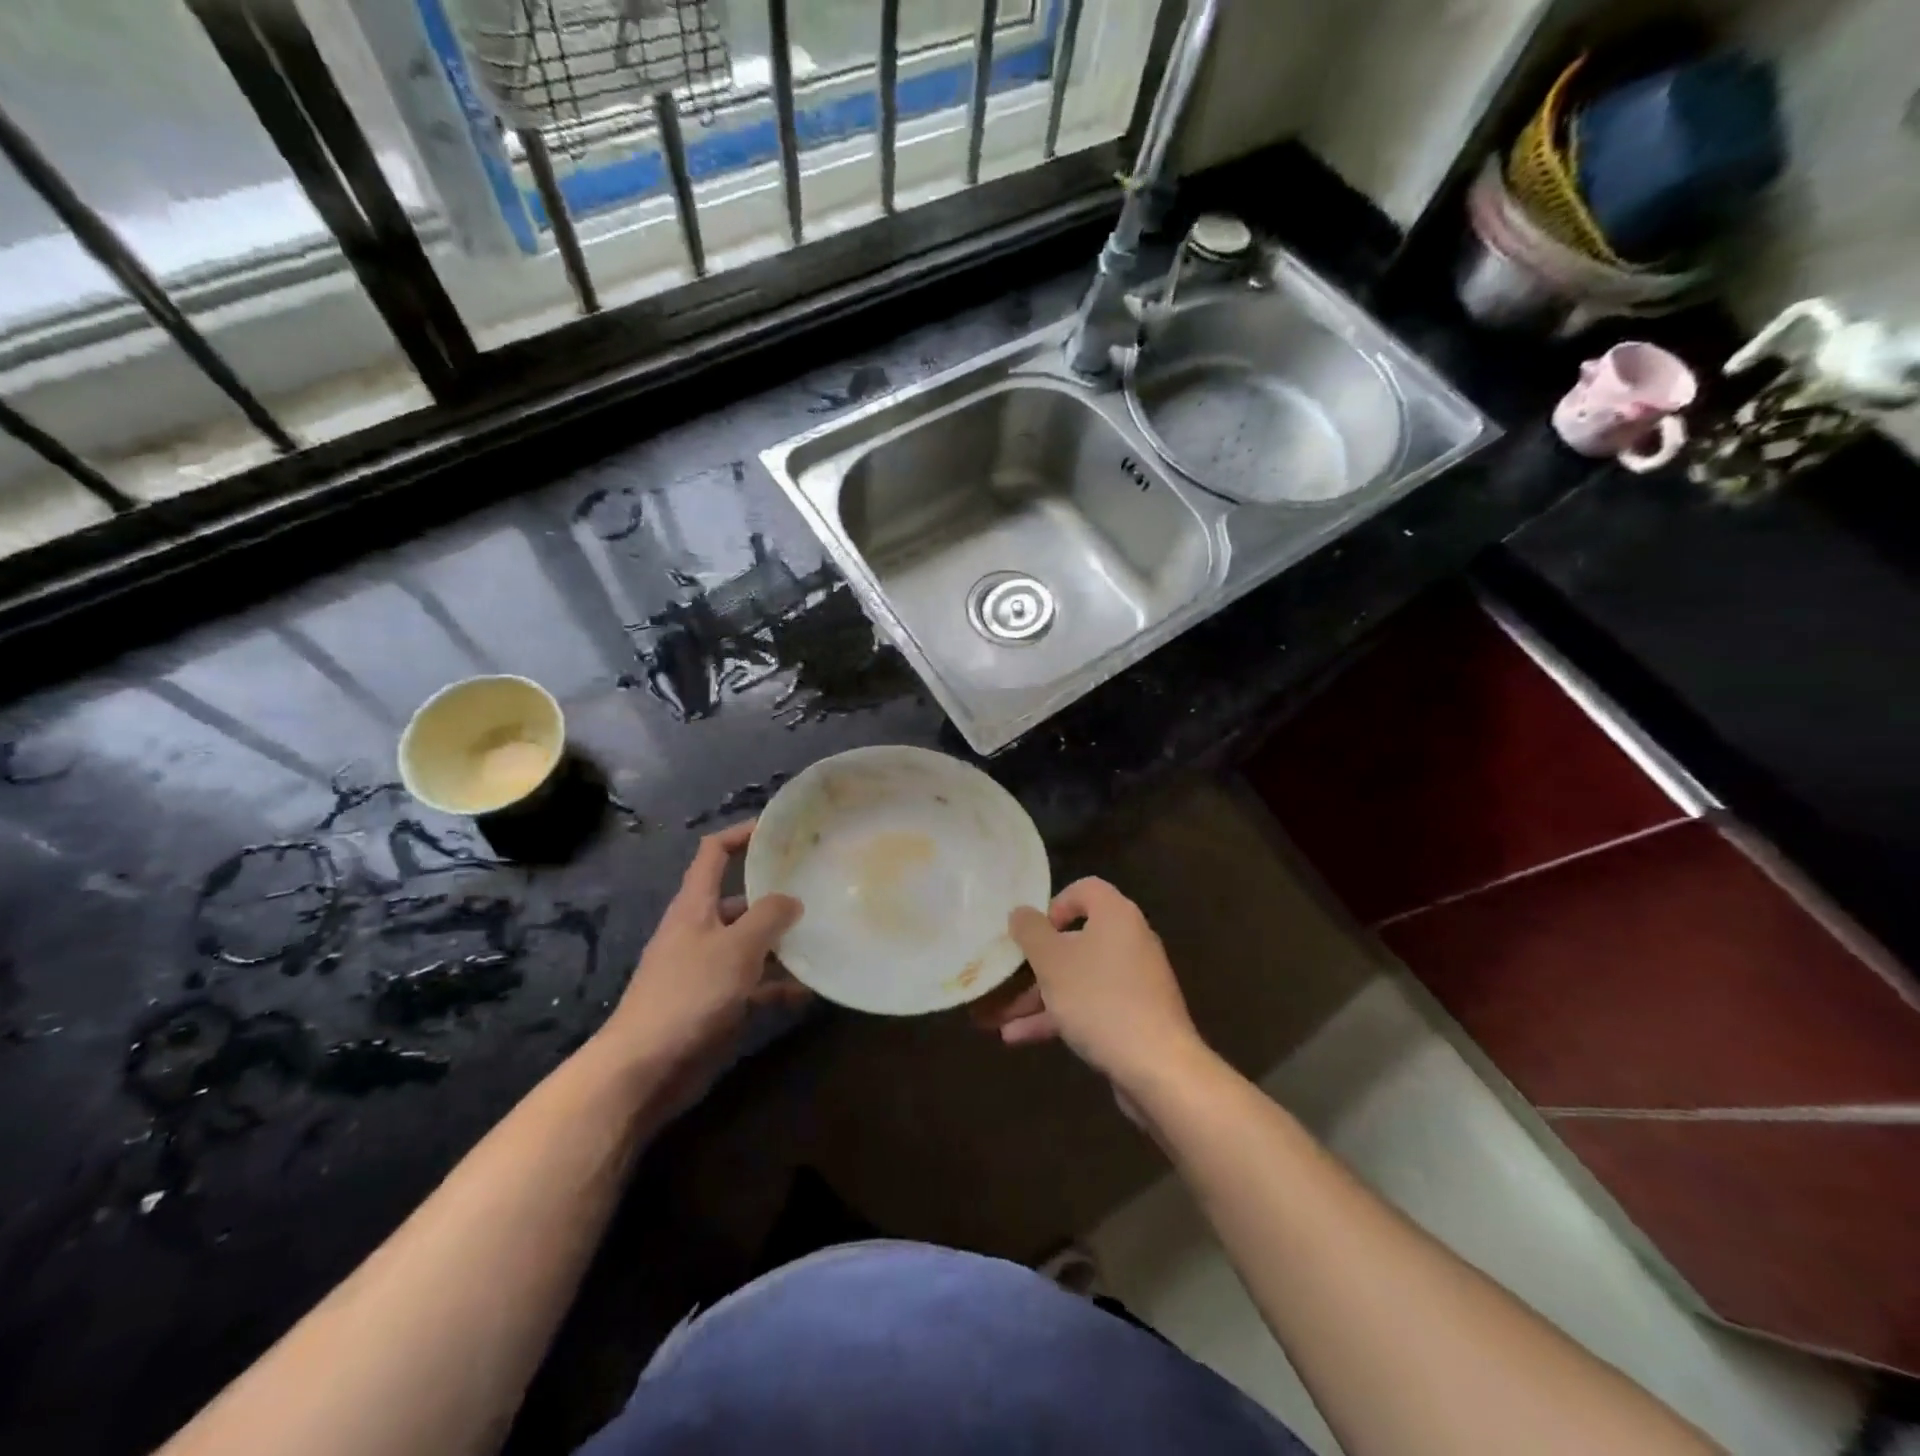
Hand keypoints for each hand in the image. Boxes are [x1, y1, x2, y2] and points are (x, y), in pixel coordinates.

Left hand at [596, 821, 804, 1075]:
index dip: (741, 834)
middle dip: (774, 894)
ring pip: (750, 944)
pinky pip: (753, 985)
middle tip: (816, 888)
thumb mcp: (736, 947)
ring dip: (781, 943)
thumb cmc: (690, 994)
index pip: (714, 853)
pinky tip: (809, 991)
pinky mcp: (715, 1004)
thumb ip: (768, 917)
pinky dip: (777, 986)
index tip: (778, 829)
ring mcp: (706, 969)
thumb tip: (792, 899)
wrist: (645, 1069)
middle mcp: (699, 931)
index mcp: (694, 906)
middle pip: (739, 899)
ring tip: (822, 937)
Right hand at [983, 877, 1207, 1095]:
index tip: (1032, 932)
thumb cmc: (1099, 999)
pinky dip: (1059, 1016)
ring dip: (1039, 996)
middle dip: (1035, 964)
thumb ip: (1030, 932)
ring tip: (999, 1018)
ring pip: (1078, 978)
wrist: (1157, 1065)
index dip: (1055, 904)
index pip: (1085, 889)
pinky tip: (1019, 1038)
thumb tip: (1021, 913)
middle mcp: (1129, 940)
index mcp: (1115, 915)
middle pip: (1076, 940)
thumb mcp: (1052, 962)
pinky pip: (1090, 1005)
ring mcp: (1135, 980)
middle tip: (1005, 978)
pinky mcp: (1135, 1015)